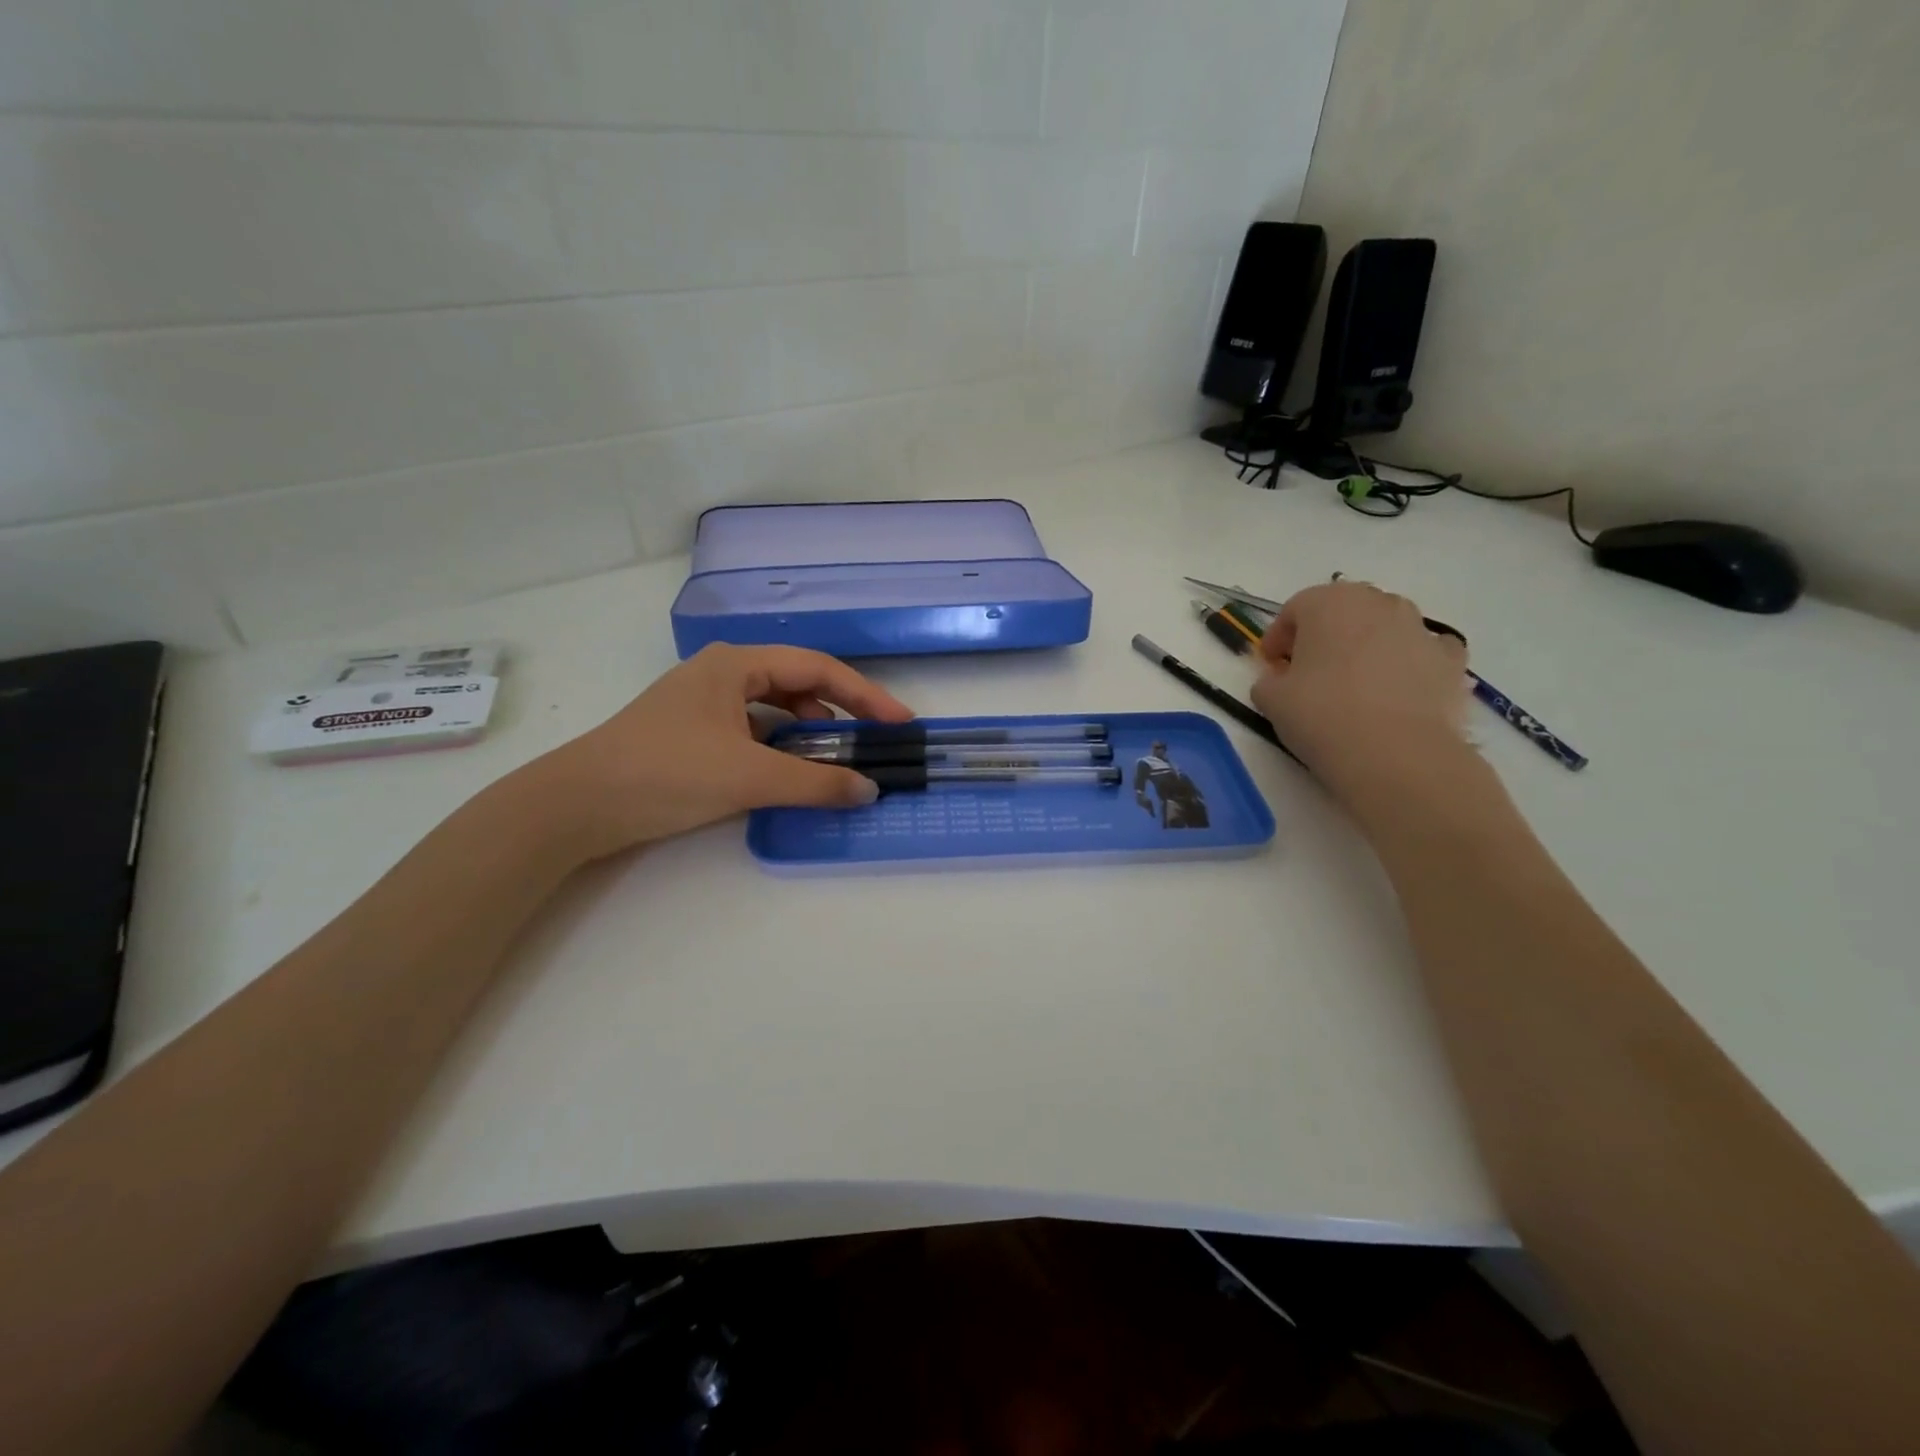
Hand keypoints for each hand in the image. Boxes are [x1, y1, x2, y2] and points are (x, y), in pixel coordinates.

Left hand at [525, 644, 912, 859]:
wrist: (577, 804)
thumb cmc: (666, 772)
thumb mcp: (749, 776)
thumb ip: (815, 782)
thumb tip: (869, 790)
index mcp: (737, 664)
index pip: (818, 670)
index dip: (865, 695)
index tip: (900, 722)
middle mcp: (723, 672)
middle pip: (798, 683)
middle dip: (839, 711)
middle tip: (872, 742)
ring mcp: (705, 702)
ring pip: (775, 707)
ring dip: (809, 730)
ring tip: (833, 759)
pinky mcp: (693, 731)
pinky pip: (754, 729)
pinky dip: (780, 746)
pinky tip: (788, 770)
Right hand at [1250, 581, 1471, 802]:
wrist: (1396, 754)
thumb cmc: (1321, 716)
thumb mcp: (1270, 699)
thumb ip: (1268, 680)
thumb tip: (1280, 680)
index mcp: (1328, 603)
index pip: (1295, 609)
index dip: (1278, 637)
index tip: (1271, 665)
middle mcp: (1378, 603)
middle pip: (1343, 610)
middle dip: (1324, 635)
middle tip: (1310, 670)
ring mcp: (1420, 628)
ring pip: (1385, 626)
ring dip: (1367, 645)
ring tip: (1355, 684)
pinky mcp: (1452, 659)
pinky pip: (1422, 650)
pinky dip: (1409, 662)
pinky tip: (1397, 691)